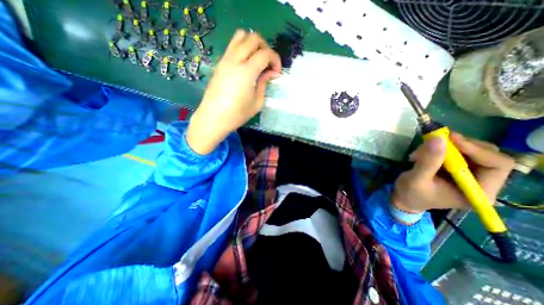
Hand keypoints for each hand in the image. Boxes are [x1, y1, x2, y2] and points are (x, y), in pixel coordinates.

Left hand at [186, 30, 280, 154]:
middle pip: (253, 38)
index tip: (276, 72)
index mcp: (247, 71)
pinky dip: (243, 48)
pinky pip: (233, 45)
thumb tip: (269, 73)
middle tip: (268, 64)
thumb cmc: (237, 114)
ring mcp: (225, 59)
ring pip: (241, 36)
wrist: (213, 118)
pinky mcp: (220, 63)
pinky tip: (246, 64)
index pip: (265, 53)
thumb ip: (264, 84)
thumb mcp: (257, 102)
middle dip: (266, 48)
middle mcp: (235, 60)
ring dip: (253, 44)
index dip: (275, 60)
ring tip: (257, 60)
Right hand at [391, 132, 515, 214]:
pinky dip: (441, 148)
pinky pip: (457, 152)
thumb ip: (428, 161)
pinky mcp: (457, 169)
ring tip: (422, 150)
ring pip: (471, 150)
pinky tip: (424, 152)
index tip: (450, 138)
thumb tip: (438, 138)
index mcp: (479, 191)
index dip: (476, 149)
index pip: (496, 165)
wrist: (404, 198)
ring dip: (447, 146)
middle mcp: (481, 182)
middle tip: (436, 140)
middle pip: (487, 155)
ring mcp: (470, 175)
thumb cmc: (411, 193)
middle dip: (460, 145)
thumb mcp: (416, 179)